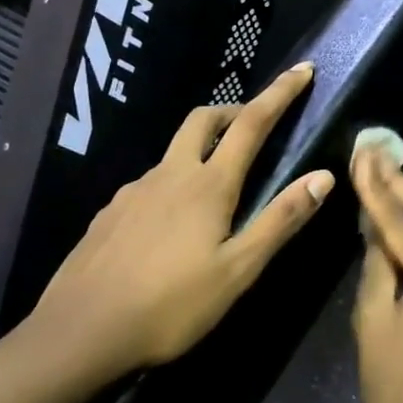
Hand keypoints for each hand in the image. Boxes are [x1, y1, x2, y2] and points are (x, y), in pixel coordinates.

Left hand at [28, 63, 334, 373]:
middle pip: (204, 119)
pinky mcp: (109, 212)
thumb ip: (280, 220)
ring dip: (202, 149)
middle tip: (255, 125)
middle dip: (234, 110)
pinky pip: (150, 183)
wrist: (79, 332)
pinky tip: (171, 225)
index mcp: (208, 185)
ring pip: (174, 152)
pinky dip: (173, 183)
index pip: (251, 123)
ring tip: (217, 188)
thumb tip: (323, 176)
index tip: (303, 70)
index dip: (280, 93)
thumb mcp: (238, 271)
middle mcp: (170, 174)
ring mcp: (134, 191)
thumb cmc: (170, 306)